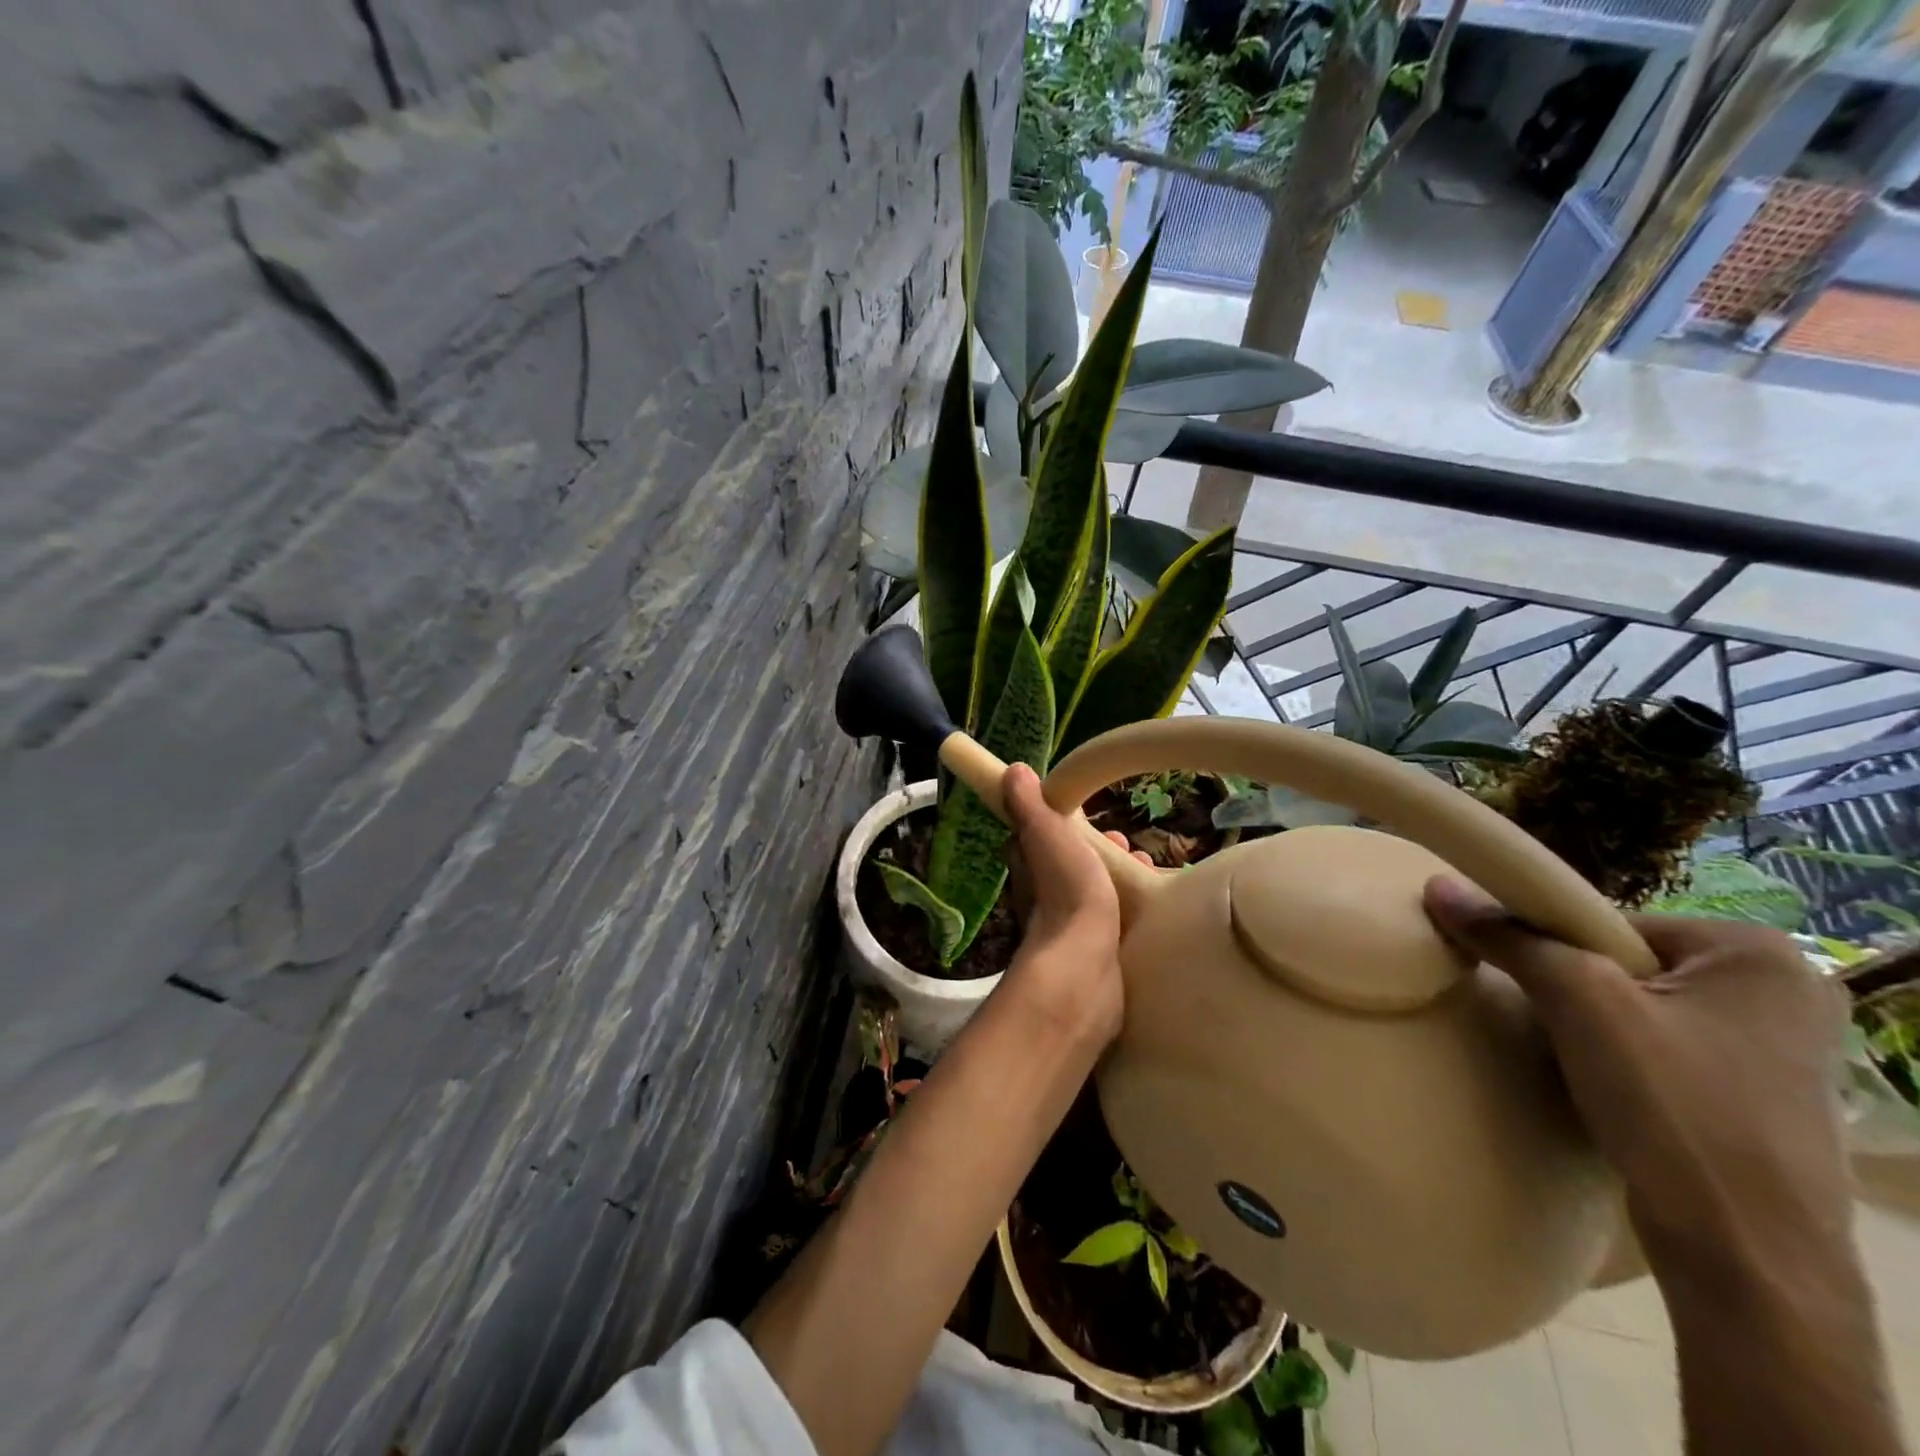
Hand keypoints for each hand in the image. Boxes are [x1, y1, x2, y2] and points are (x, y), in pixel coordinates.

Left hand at [1001, 763, 1148, 1048]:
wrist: (1085, 969)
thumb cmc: (1065, 893)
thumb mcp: (1045, 835)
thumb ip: (1029, 805)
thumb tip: (1010, 771)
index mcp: (1029, 869)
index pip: (1034, 839)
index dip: (1058, 823)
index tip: (1086, 813)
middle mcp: (1042, 899)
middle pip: (1069, 866)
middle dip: (1098, 850)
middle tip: (1129, 842)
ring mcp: (1069, 930)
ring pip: (1093, 894)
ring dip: (1116, 877)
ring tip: (1146, 867)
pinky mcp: (1096, 956)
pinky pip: (1113, 923)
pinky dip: (1128, 909)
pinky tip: (1153, 908)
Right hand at [1422, 878, 1854, 1285]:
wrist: (1747, 1259)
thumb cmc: (1674, 1107)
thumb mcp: (1579, 1003)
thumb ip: (1509, 937)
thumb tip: (1437, 885)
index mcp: (1757, 952)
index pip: (1608, 922)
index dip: (1549, 946)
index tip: (1518, 979)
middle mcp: (1781, 991)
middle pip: (1624, 962)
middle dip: (1573, 987)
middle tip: (1542, 1019)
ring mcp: (1779, 1050)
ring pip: (1640, 1007)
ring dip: (1593, 1024)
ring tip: (1568, 1054)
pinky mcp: (1760, 1098)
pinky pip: (1662, 1047)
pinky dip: (1621, 1057)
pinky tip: (1604, 1085)